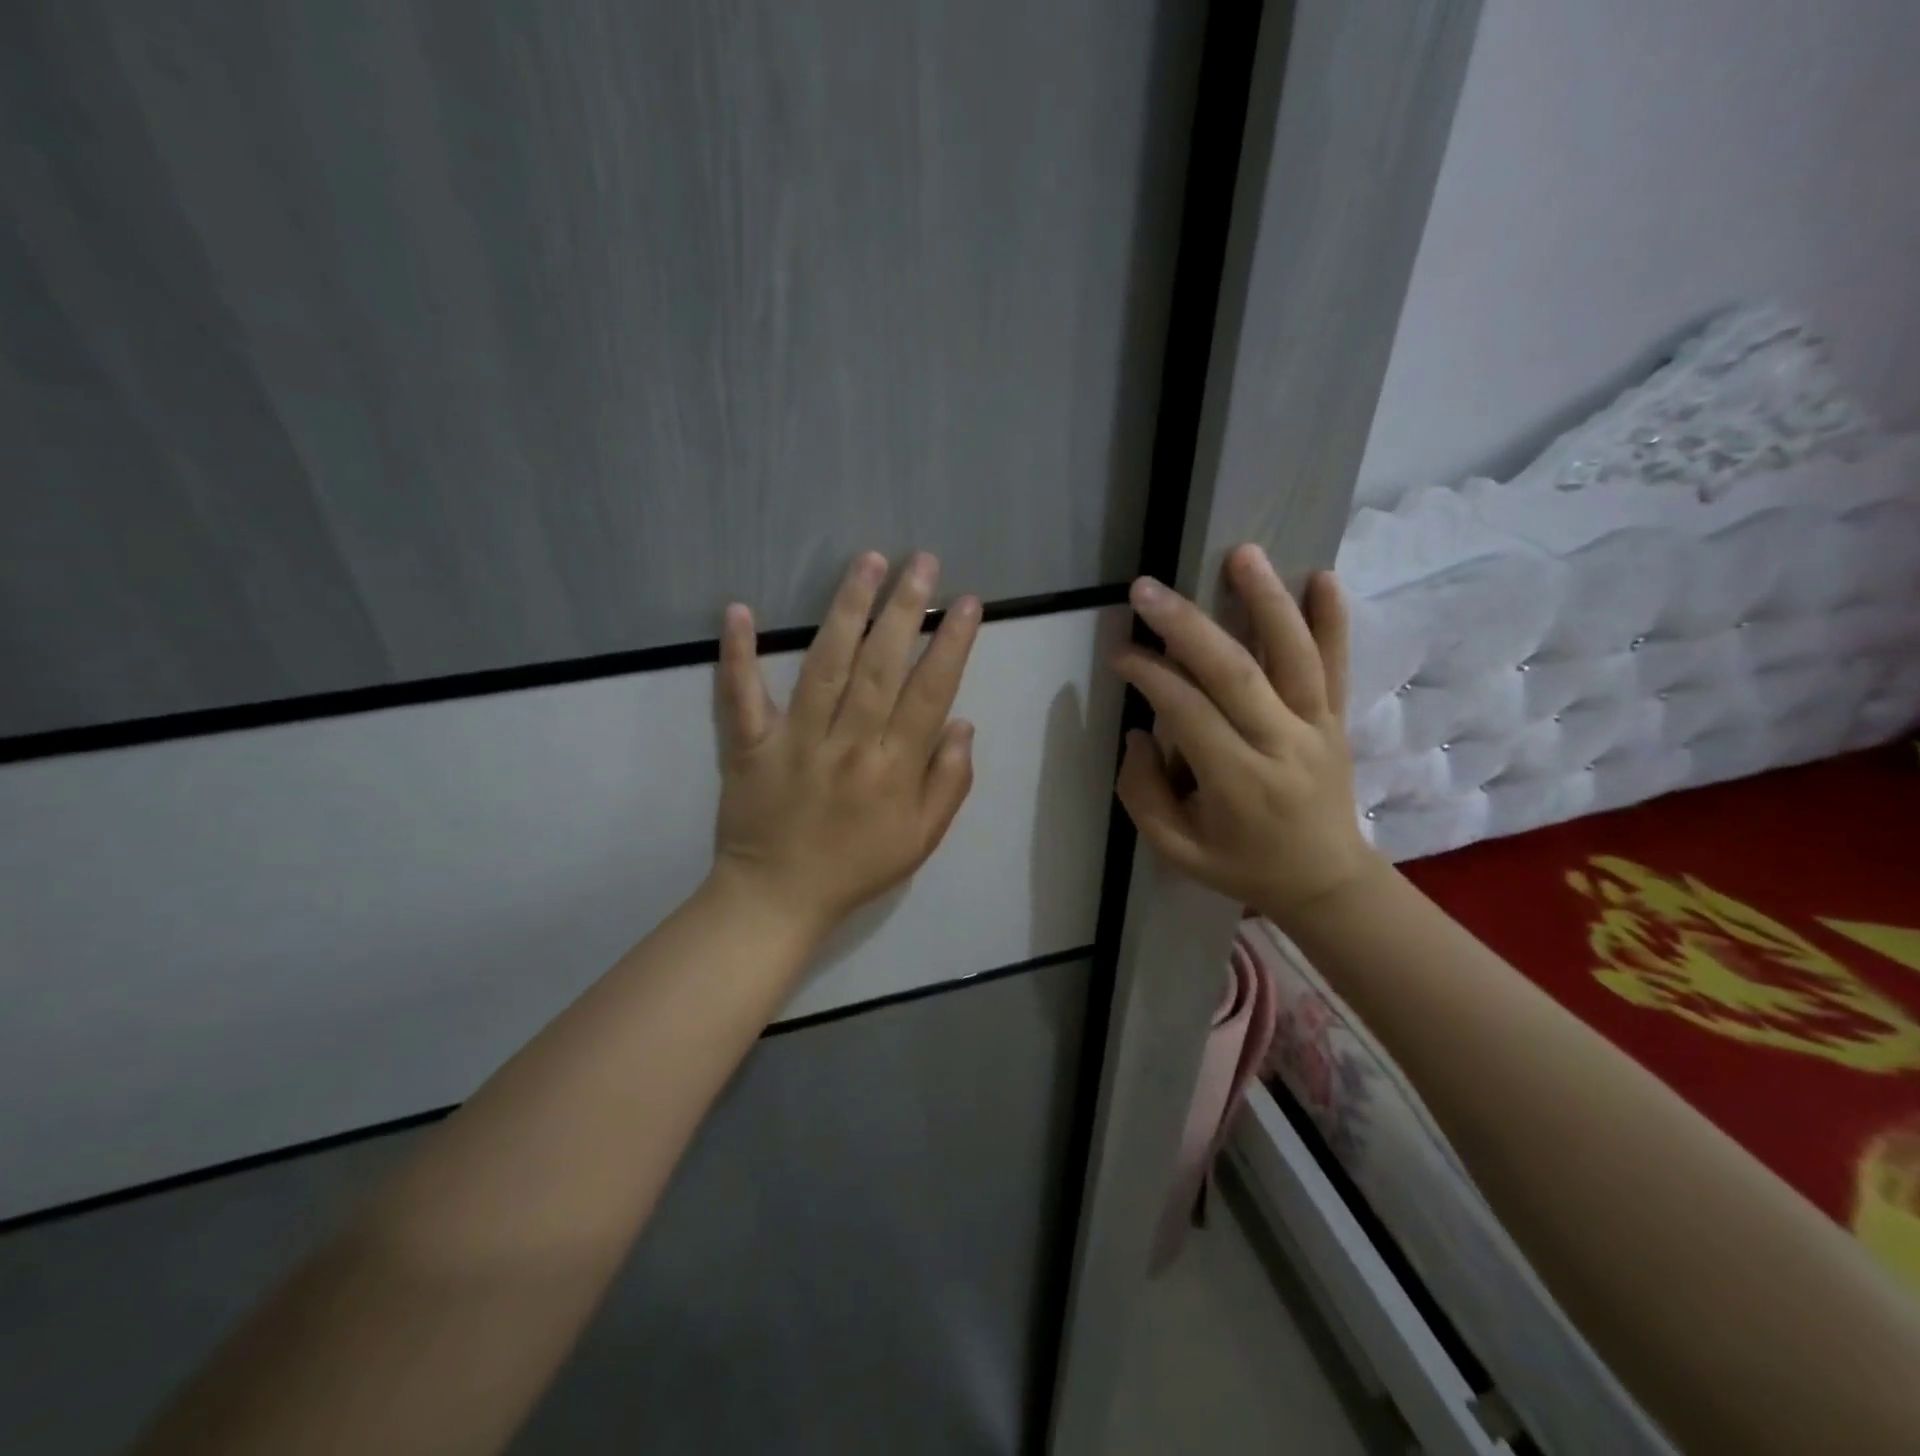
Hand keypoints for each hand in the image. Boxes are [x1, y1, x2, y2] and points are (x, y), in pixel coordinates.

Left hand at [710, 551, 980, 943]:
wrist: (778, 899)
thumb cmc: (856, 867)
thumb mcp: (921, 839)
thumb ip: (949, 782)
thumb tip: (963, 723)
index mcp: (894, 768)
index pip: (929, 693)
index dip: (951, 644)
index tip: (966, 602)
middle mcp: (848, 745)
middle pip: (880, 666)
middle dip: (904, 608)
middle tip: (921, 561)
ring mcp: (794, 742)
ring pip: (824, 666)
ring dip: (845, 610)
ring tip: (866, 562)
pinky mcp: (748, 746)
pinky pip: (740, 697)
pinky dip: (737, 655)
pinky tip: (739, 610)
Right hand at [1111, 544, 1380, 928]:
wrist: (1327, 881)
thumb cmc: (1244, 866)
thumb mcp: (1177, 851)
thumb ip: (1144, 795)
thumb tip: (1138, 733)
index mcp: (1238, 783)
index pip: (1187, 712)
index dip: (1149, 675)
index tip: (1120, 650)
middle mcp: (1281, 746)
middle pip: (1235, 673)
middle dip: (1186, 626)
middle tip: (1147, 590)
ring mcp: (1317, 728)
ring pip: (1294, 657)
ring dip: (1267, 602)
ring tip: (1242, 554)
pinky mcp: (1338, 720)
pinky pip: (1338, 666)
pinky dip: (1333, 621)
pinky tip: (1323, 577)